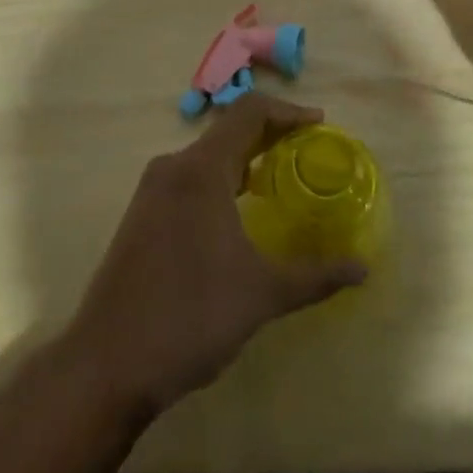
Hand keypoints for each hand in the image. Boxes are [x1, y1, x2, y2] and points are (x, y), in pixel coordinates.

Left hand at [64, 94, 366, 419]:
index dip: (288, 111)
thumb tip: (363, 268)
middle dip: (270, 135)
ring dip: (244, 159)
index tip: (320, 127)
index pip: (248, 112)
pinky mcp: (142, 215)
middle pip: (227, 130)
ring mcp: (152, 191)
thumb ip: (316, 275)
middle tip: (307, 154)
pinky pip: (189, 179)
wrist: (109, 361)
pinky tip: (238, 213)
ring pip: (206, 156)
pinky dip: (221, 180)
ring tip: (279, 181)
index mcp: (200, 169)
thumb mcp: (263, 294)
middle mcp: (173, 167)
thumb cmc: (191, 316)